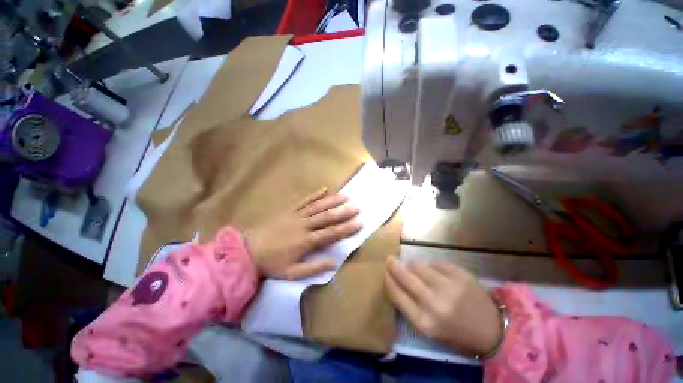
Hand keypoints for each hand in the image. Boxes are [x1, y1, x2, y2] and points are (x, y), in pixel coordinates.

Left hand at [245, 187, 361, 279]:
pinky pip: (303, 201)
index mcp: (306, 241)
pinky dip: (314, 195)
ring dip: (332, 201)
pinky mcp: (289, 210)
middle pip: (327, 217)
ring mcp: (296, 216)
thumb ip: (313, 268)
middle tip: (357, 208)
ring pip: (318, 207)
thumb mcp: (291, 273)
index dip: (346, 229)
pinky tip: (324, 189)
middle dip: (344, 213)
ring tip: (345, 196)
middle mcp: (304, 225)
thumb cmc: (271, 263)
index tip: (359, 223)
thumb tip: (333, 263)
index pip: (331, 234)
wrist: (248, 250)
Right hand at [386, 256, 502, 355]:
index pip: (396, 294)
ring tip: (415, 268)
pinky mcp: (460, 275)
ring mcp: (449, 287)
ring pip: (419, 266)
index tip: (385, 272)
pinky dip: (431, 266)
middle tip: (389, 259)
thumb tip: (395, 279)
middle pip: (405, 277)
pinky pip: (436, 263)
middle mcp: (435, 303)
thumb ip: (409, 306)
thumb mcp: (428, 328)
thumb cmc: (455, 333)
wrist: (492, 330)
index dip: (388, 280)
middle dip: (394, 265)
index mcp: (424, 322)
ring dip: (413, 266)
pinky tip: (435, 272)